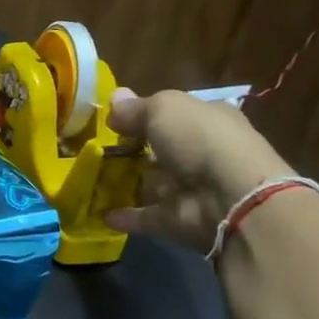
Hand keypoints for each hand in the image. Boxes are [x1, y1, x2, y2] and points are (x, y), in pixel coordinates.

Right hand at [104, 89, 292, 251]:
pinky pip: (146, 215)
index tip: (111, 121)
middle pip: (160, 149)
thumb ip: (135, 108)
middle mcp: (201, 152)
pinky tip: (99, 212)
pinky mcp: (178, 219)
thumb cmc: (199, 140)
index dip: (143, 115)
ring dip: (124, 183)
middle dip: (131, 150)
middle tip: (93, 150)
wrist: (230, 198)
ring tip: (88, 179)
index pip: (173, 114)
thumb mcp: (164, 108)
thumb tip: (114, 99)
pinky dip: (125, 215)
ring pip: (152, 183)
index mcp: (207, 119)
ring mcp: (190, 188)